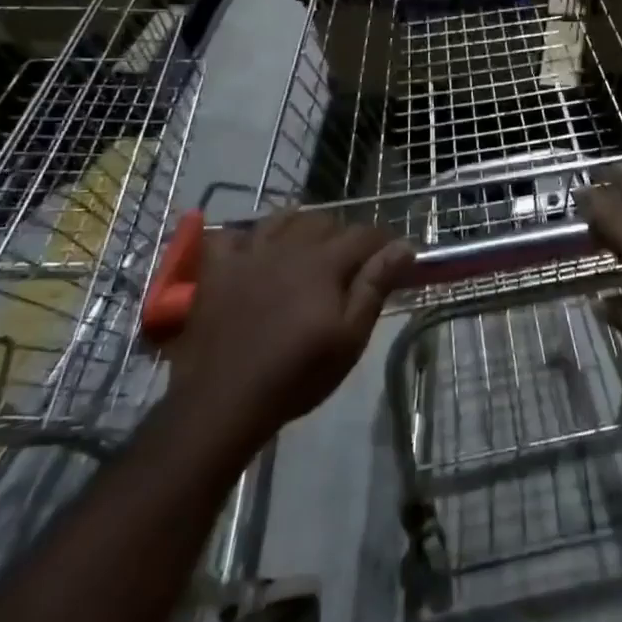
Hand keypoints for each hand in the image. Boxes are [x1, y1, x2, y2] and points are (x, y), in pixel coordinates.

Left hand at [167, 212, 413, 443]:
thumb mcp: (349, 337)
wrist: (223, 403)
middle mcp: (289, 246)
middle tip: (349, 264)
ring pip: (282, 219)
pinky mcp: (217, 270)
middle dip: (343, 235)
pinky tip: (252, 252)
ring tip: (307, 249)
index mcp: (324, 262)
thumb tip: (404, 246)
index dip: (383, 242)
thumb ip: (375, 286)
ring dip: (300, 227)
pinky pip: (230, 235)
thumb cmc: (296, 374)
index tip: (392, 258)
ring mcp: (249, 254)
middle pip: (324, 220)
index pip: (364, 234)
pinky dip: (245, 238)